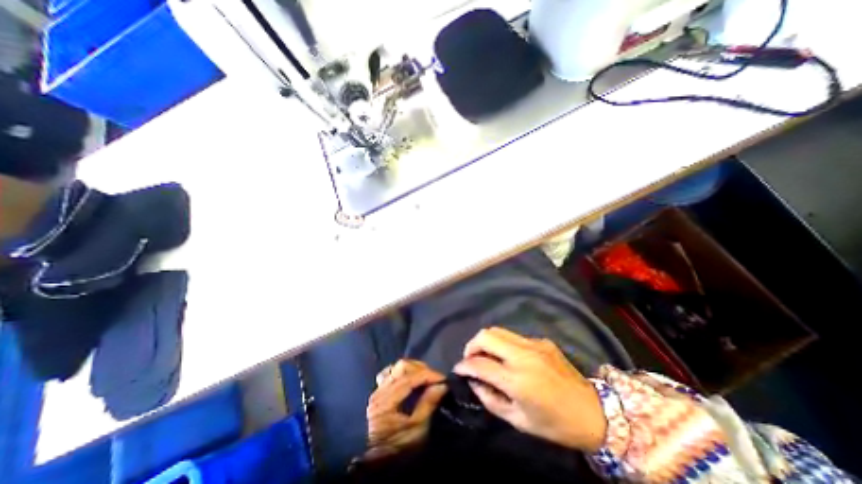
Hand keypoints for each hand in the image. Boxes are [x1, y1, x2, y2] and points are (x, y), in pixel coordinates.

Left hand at [362, 361, 447, 459]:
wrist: (375, 462)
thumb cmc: (397, 448)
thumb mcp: (416, 430)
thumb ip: (427, 404)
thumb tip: (441, 385)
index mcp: (387, 401)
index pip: (410, 378)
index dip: (428, 375)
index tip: (442, 379)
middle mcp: (380, 391)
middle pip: (402, 367)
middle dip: (421, 369)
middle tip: (434, 378)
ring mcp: (377, 390)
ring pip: (396, 367)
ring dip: (413, 368)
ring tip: (425, 376)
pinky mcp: (378, 392)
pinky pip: (389, 373)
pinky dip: (401, 372)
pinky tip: (409, 377)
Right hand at [452, 328, 603, 450]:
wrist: (594, 412)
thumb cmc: (554, 424)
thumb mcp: (518, 420)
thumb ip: (490, 399)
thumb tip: (474, 381)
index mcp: (517, 380)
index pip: (480, 363)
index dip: (464, 365)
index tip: (458, 369)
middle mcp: (523, 356)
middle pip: (486, 335)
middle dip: (472, 345)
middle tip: (471, 359)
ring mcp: (533, 344)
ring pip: (498, 330)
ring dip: (486, 341)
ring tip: (486, 355)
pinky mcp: (541, 341)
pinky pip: (513, 336)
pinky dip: (503, 344)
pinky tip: (509, 358)